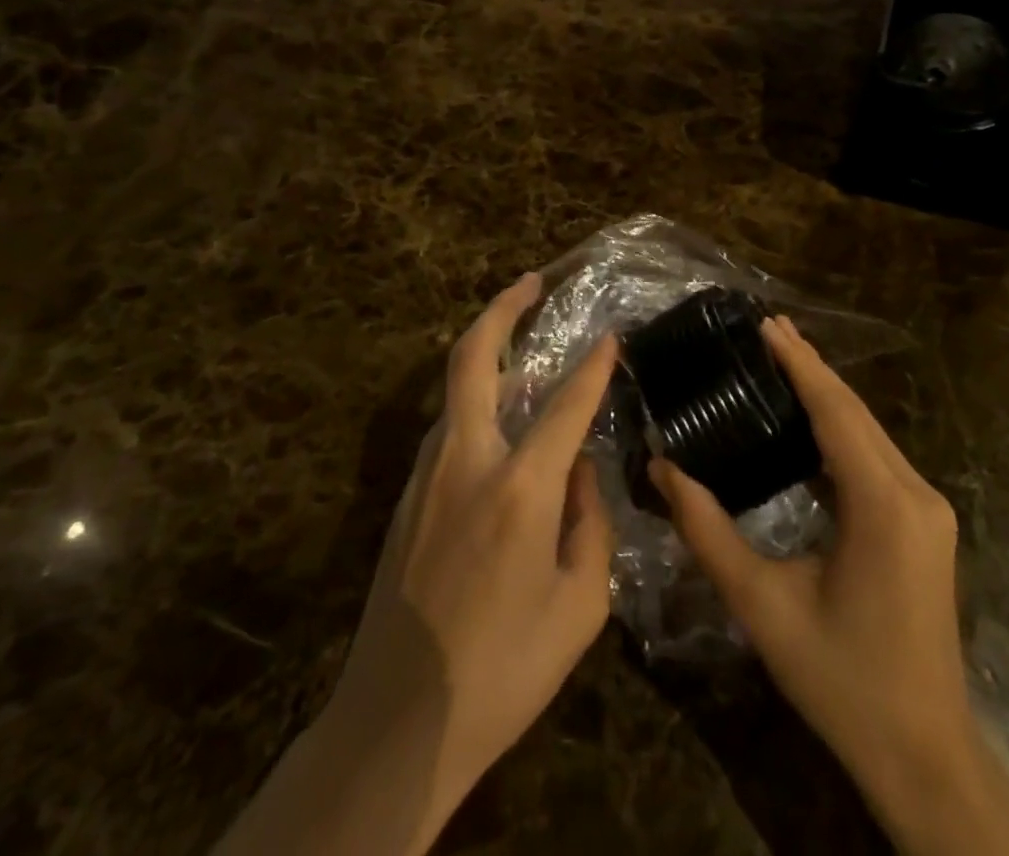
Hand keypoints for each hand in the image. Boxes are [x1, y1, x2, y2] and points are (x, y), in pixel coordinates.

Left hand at [214, 274, 616, 855]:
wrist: (396, 726)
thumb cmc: (504, 670)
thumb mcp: (579, 606)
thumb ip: (590, 523)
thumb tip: (582, 472)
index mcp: (519, 488)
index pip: (566, 403)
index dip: (593, 364)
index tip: (611, 334)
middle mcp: (468, 463)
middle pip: (473, 360)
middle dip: (501, 309)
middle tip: (529, 282)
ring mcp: (427, 477)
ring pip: (455, 392)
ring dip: (486, 357)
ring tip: (525, 354)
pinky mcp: (406, 499)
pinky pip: (447, 431)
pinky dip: (475, 406)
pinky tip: (500, 427)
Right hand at [650, 317, 1008, 855]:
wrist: (924, 756)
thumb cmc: (841, 680)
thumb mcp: (762, 605)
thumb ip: (707, 532)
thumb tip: (661, 469)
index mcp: (882, 504)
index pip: (835, 411)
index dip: (800, 363)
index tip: (767, 323)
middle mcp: (915, 493)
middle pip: (856, 412)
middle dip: (812, 367)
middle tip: (767, 329)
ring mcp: (927, 509)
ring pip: (870, 432)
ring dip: (828, 395)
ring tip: (783, 359)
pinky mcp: (925, 525)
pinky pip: (877, 457)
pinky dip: (842, 429)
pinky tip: (811, 420)